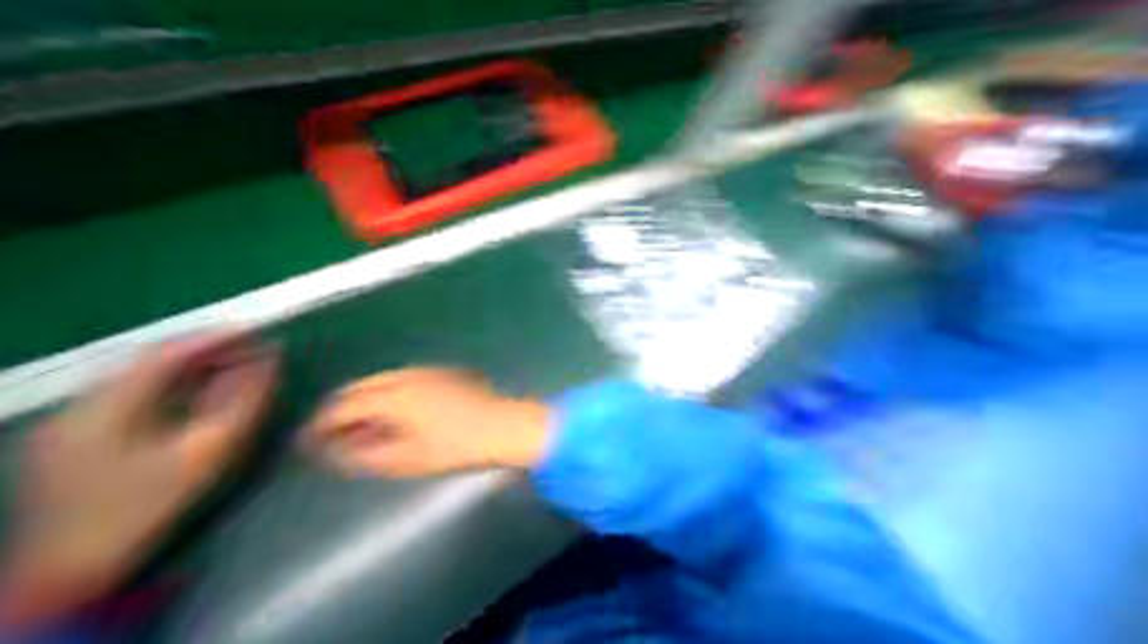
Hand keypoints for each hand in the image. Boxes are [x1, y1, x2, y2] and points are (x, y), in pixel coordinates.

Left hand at [1, 333, 277, 622]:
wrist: (74, 568)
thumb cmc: (151, 503)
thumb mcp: (210, 448)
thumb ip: (243, 400)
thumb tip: (268, 361)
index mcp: (104, 410)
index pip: (163, 355)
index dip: (212, 337)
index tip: (254, 330)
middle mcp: (81, 407)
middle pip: (149, 360)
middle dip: (206, 348)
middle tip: (252, 347)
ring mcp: (75, 421)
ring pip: (144, 374)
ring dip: (194, 363)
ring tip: (237, 361)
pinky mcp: (81, 433)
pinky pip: (138, 391)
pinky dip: (177, 381)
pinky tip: (205, 385)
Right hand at [307, 368, 548, 476]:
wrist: (501, 425)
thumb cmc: (456, 446)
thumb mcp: (407, 459)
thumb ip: (366, 454)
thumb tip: (335, 451)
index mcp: (395, 397)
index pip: (345, 406)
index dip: (321, 423)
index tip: (306, 440)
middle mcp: (409, 377)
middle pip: (362, 386)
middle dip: (341, 406)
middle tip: (329, 430)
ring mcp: (429, 372)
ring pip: (384, 379)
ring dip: (365, 396)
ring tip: (357, 420)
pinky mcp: (444, 374)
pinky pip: (405, 377)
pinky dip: (388, 390)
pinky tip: (392, 407)